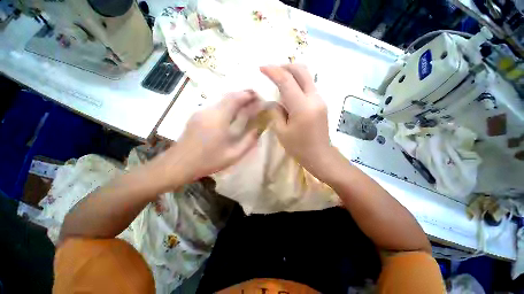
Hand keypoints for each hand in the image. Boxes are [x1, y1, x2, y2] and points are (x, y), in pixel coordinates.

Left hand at [159, 91, 260, 185]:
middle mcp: (209, 111)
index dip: (247, 95)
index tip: (258, 96)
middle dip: (242, 94)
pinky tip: (232, 112)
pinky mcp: (196, 115)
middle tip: (255, 98)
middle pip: (228, 96)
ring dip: (235, 99)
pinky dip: (227, 104)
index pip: (234, 99)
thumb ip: (248, 141)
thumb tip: (258, 129)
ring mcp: (201, 112)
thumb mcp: (233, 155)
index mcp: (218, 119)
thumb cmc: (208, 161)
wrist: (179, 164)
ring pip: (221, 99)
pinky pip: (215, 105)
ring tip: (246, 104)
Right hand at [261, 64, 334, 178]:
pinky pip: (308, 86)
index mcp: (302, 107)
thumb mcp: (281, 131)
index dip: (273, 71)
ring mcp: (320, 99)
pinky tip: (288, 91)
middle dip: (285, 66)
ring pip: (306, 76)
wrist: (320, 155)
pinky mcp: (321, 103)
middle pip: (301, 71)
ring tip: (278, 79)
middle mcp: (314, 98)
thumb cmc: (298, 147)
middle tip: (272, 71)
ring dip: (291, 74)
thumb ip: (275, 112)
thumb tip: (273, 101)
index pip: (287, 81)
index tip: (262, 68)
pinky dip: (297, 83)